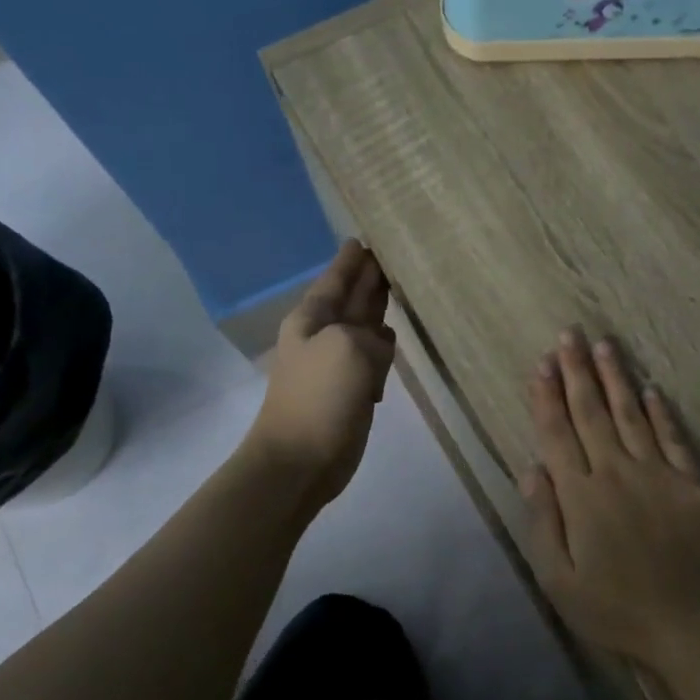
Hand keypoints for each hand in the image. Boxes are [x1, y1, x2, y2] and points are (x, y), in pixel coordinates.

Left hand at [248, 240, 395, 509]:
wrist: (300, 460)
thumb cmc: (319, 398)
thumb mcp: (348, 349)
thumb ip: (371, 335)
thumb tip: (379, 346)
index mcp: (313, 319)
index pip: (336, 279)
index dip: (351, 260)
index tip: (364, 239)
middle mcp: (324, 335)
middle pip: (351, 299)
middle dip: (368, 279)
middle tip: (390, 257)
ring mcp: (337, 364)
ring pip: (364, 327)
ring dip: (378, 310)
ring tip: (400, 290)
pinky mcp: (351, 390)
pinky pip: (372, 358)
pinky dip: (383, 347)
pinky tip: (394, 339)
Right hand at [521, 328, 699, 670]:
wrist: (692, 622)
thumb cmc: (616, 608)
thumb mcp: (559, 580)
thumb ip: (543, 521)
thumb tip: (531, 469)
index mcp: (580, 495)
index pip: (557, 434)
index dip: (547, 397)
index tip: (541, 364)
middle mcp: (616, 472)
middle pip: (592, 412)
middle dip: (577, 371)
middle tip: (569, 335)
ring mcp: (657, 473)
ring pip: (631, 414)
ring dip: (616, 377)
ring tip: (605, 344)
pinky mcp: (690, 482)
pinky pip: (672, 437)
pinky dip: (660, 412)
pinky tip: (651, 390)